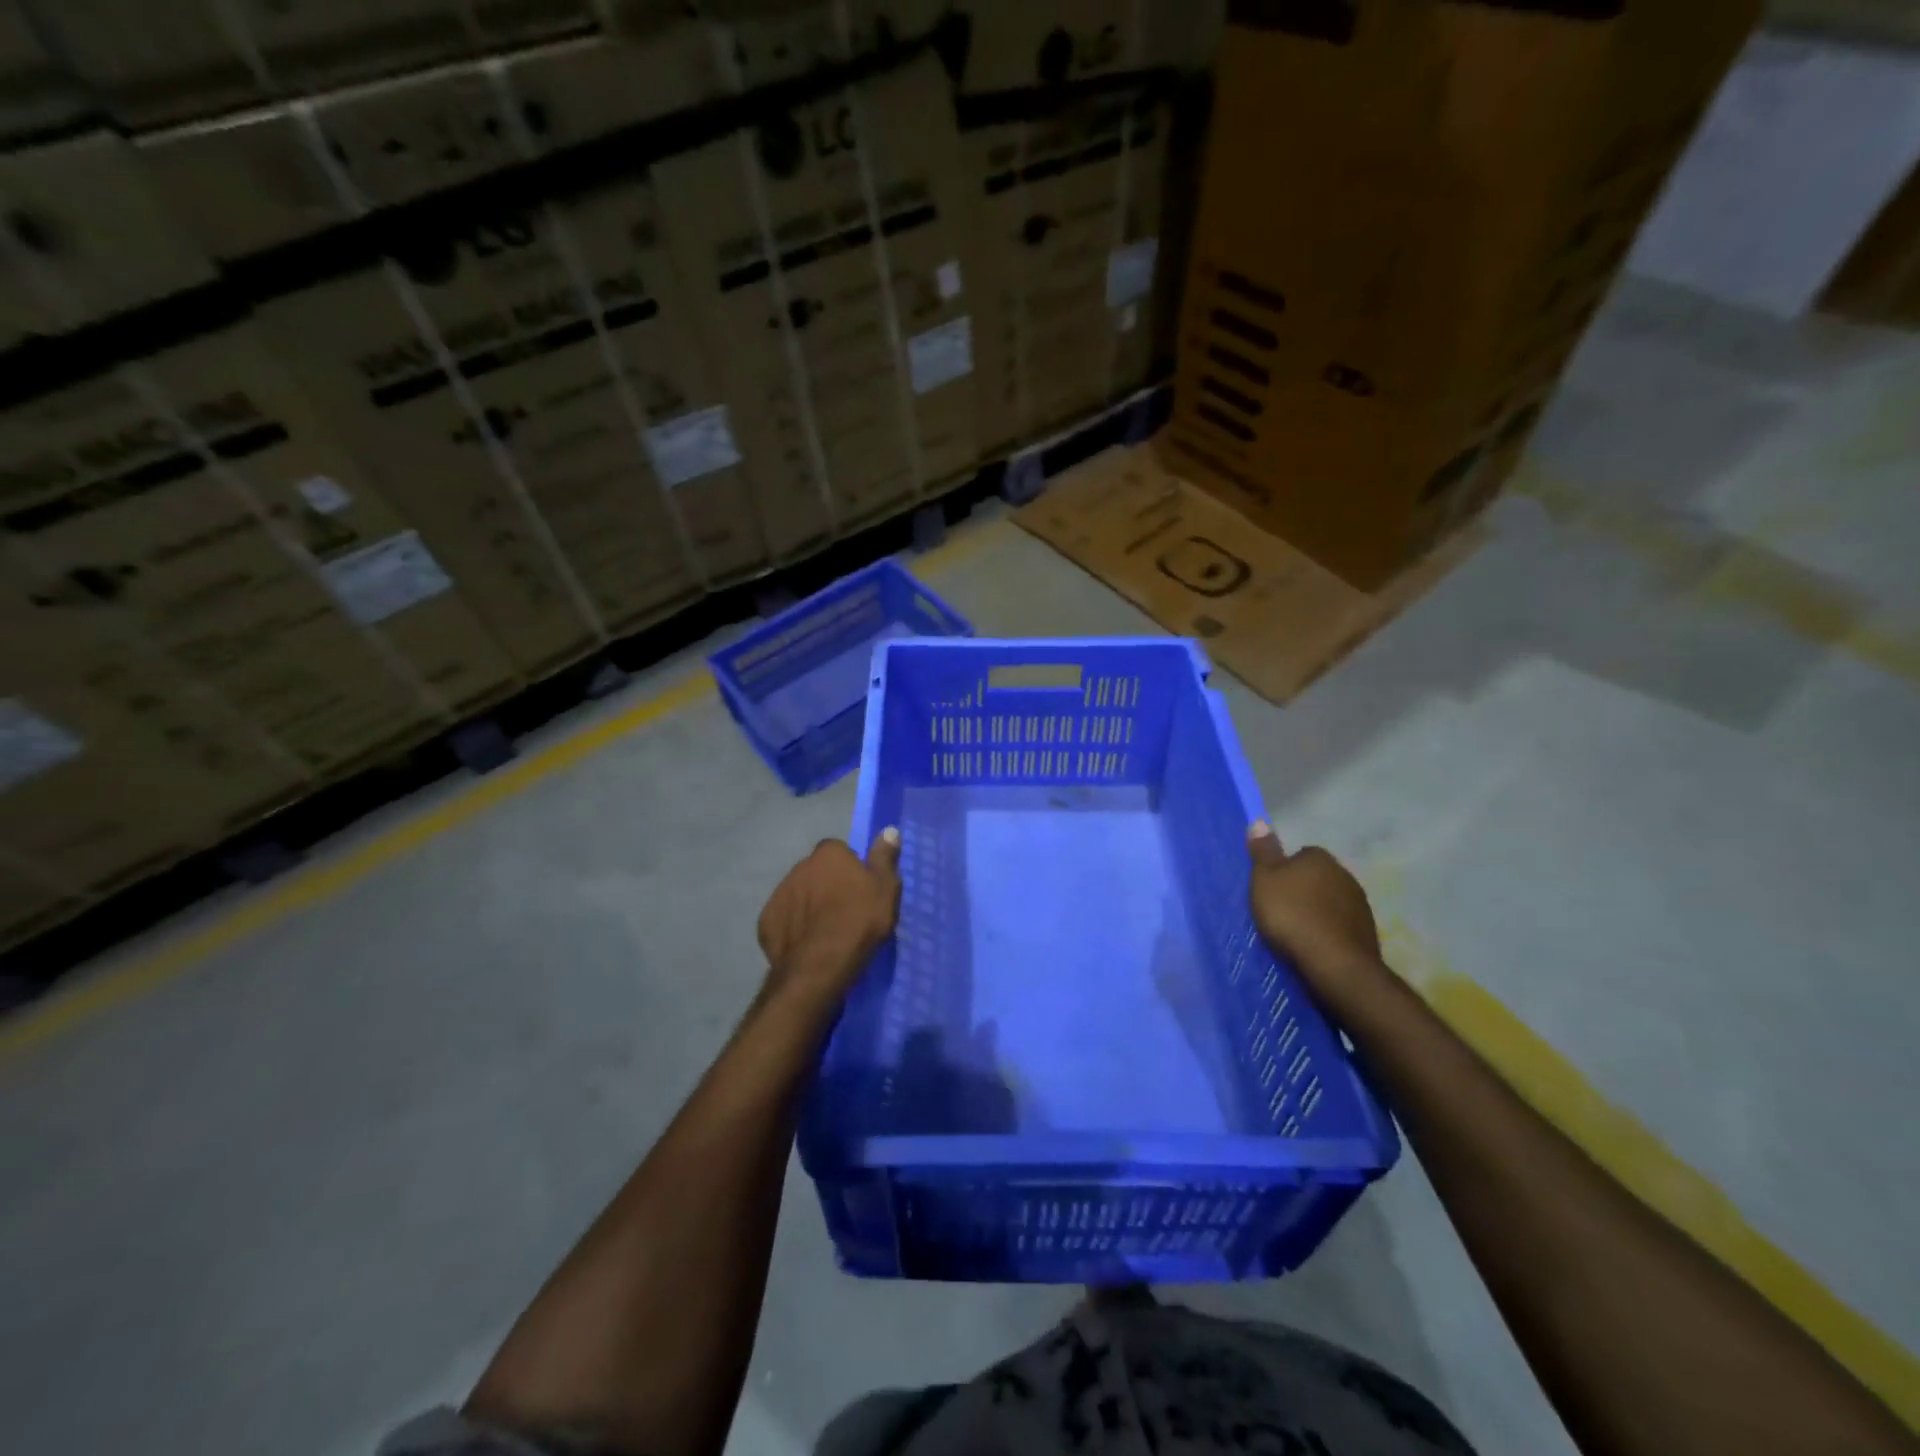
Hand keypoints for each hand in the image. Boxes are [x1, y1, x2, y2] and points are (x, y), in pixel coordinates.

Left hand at [758, 830, 901, 1002]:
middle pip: (817, 872)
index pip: (839, 851)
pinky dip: (794, 927)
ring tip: (826, 931)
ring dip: (809, 905)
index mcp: (828, 854)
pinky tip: (807, 944)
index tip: (860, 888)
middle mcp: (799, 866)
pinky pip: (784, 919)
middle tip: (845, 911)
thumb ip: (884, 857)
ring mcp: (779, 894)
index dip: (850, 868)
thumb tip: (888, 830)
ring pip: (799, 894)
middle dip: (827, 885)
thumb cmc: (859, 920)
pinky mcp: (766, 921)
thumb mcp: (885, 888)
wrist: (819, 965)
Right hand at [1247, 822, 1382, 998]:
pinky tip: (1315, 945)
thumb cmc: (1292, 914)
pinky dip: (1329, 931)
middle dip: (1303, 889)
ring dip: (1318, 911)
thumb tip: (1260, 821)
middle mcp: (1345, 874)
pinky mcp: (1367, 932)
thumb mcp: (1264, 880)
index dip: (1284, 870)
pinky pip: (1341, 925)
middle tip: (1280, 909)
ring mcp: (1360, 904)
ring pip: (1331, 901)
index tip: (1272, 888)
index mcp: (1319, 858)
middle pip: (1317, 877)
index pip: (1301, 854)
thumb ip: (1263, 852)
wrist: (1335, 963)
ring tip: (1296, 931)